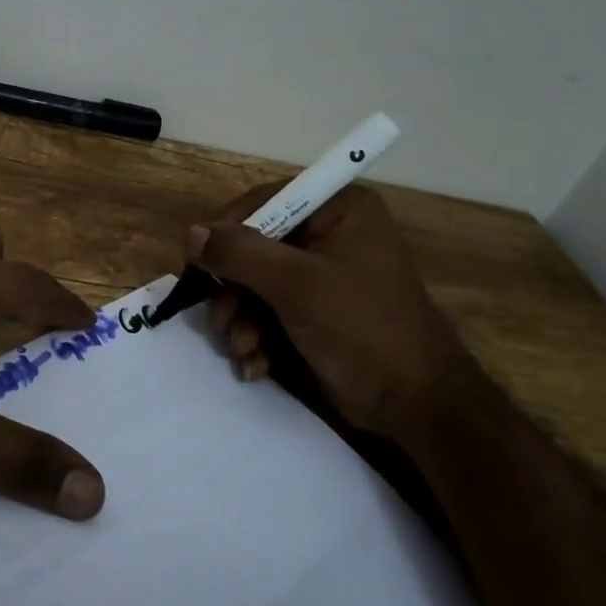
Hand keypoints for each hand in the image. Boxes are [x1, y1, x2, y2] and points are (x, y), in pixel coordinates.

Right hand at [190, 184, 468, 439]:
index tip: (199, 264)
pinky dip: (255, 338)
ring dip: (239, 320)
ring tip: (244, 350)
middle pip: (253, 247)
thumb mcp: (297, 285)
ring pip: (253, 285)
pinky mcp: (313, 312)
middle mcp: (327, 234)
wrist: (413, 404)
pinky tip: (256, 365)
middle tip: (225, 322)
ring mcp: (320, 276)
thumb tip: (191, 232)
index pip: (264, 202)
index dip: (227, 231)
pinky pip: (267, 312)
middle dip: (233, 291)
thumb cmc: (362, 328)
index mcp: (337, 209)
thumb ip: (241, 254)